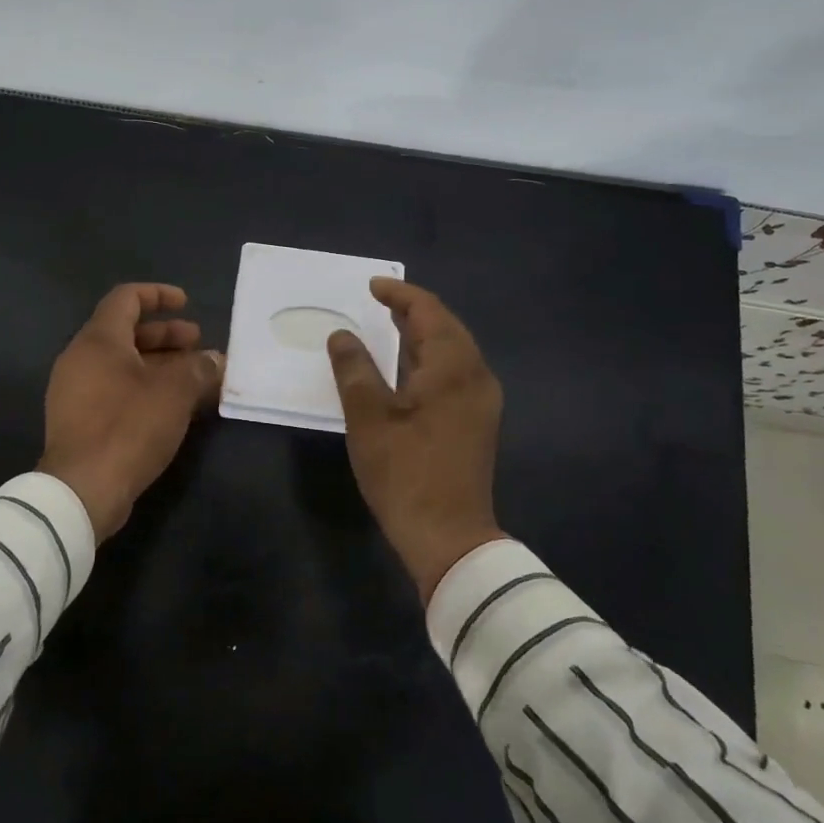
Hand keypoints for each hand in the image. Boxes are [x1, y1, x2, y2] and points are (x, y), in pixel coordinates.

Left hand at [39, 283, 224, 540]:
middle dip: (165, 335)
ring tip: (193, 377)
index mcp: (98, 340)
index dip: (158, 295)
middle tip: (198, 344)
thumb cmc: (128, 427)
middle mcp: (80, 358)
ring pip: (121, 364)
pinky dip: (143, 387)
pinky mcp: (78, 420)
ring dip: (158, 364)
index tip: (186, 303)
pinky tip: (171, 407)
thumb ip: (198, 369)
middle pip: (125, 332)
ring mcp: (75, 391)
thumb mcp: (174, 393)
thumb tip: (216, 360)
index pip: (126, 298)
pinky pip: (114, 389)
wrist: (82, 489)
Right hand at [327, 278, 504, 599]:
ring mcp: (482, 401)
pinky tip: (407, 370)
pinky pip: (455, 373)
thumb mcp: (368, 417)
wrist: (449, 536)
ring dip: (422, 336)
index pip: (429, 312)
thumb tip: (342, 335)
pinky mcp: (477, 422)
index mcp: (453, 367)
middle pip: (447, 328)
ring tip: (389, 328)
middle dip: (413, 311)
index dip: (400, 294)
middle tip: (379, 303)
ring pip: (453, 352)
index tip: (372, 286)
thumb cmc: (405, 472)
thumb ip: (354, 368)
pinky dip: (429, 360)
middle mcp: (476, 376)